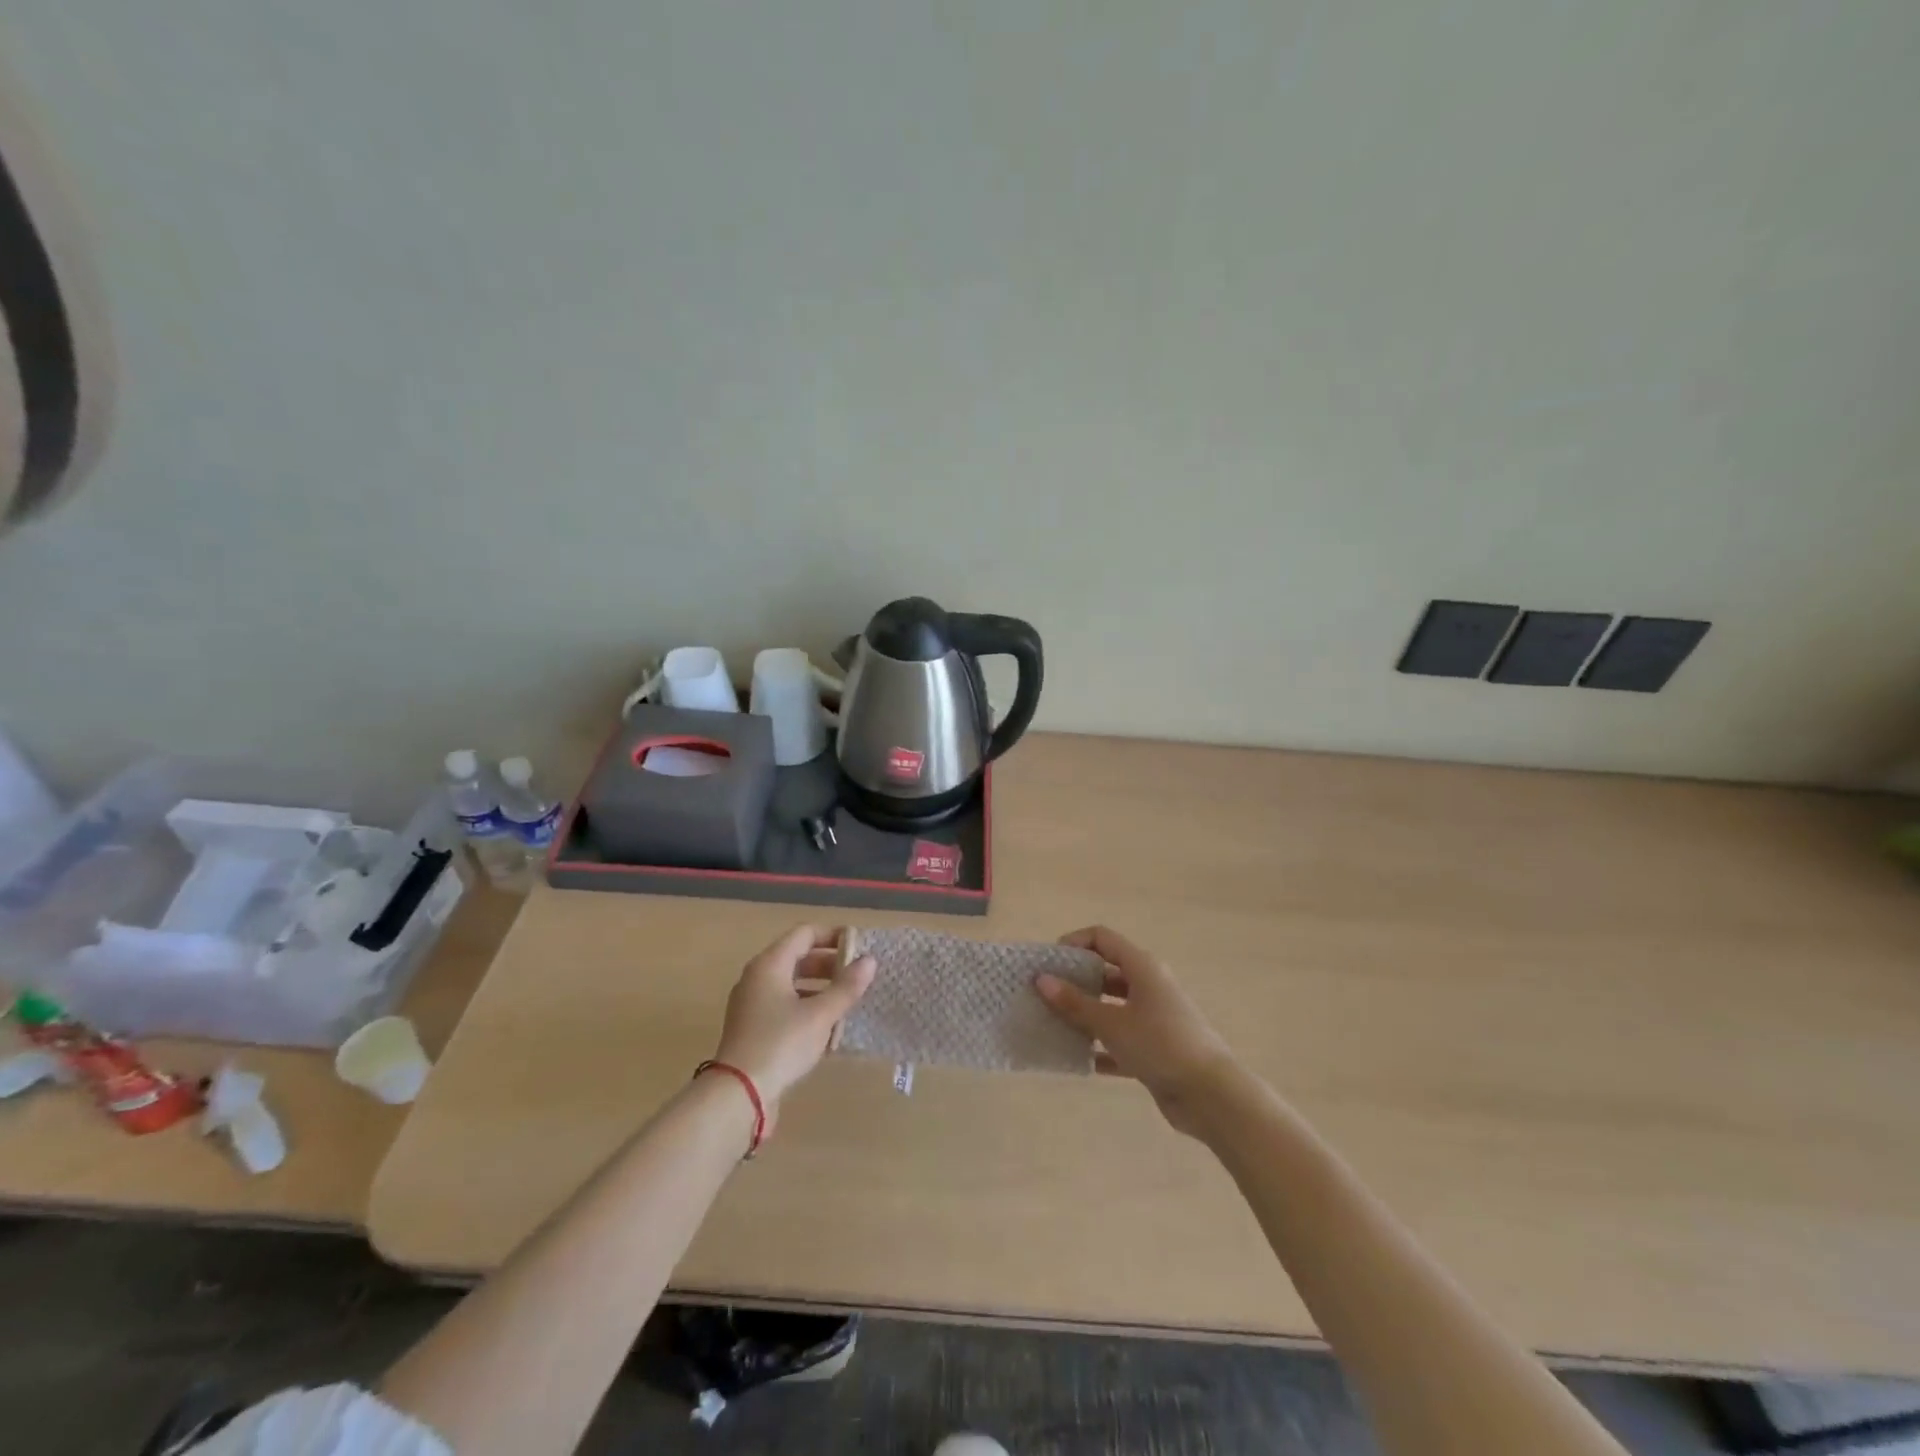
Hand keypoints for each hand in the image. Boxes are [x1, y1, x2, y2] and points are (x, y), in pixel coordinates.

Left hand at [710, 925, 874, 1122]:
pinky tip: (826, 1027)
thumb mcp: (820, 1015)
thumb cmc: (781, 1044)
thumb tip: (870, 961)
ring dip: (819, 987)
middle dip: (829, 964)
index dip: (833, 936)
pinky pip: (783, 1005)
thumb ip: (846, 987)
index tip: (859, 946)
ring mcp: (751, 1003)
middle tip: (857, 975)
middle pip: (797, 956)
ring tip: (846, 1001)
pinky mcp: (751, 1027)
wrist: (737, 1095)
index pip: (805, 933)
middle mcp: (757, 977)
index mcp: (770, 964)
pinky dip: (806, 1007)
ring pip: (791, 983)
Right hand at [1035, 926, 1236, 1137]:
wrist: (1211, 1095)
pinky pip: (1120, 1040)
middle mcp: (1148, 986)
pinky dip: (1100, 1047)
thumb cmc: (1160, 1045)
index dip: (1074, 943)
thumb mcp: (1112, 1023)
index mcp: (1142, 967)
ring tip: (1052, 1026)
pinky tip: (1077, 1060)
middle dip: (1074, 982)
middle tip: (1044, 995)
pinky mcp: (1155, 1049)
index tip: (1049, 962)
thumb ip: (1075, 1003)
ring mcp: (1153, 1018)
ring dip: (1084, 1016)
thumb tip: (1041, 980)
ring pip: (1111, 1008)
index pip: (1102, 938)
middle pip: (1105, 973)